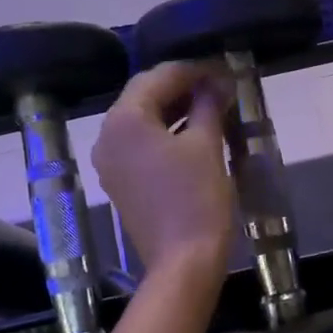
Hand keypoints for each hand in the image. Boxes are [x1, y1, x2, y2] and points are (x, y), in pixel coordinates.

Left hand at [91, 62, 235, 278]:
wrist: (183, 262)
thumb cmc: (198, 199)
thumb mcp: (207, 145)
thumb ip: (208, 105)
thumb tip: (217, 81)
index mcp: (125, 120)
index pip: (158, 77)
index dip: (194, 70)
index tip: (224, 69)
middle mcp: (107, 136)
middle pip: (144, 96)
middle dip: (182, 88)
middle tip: (219, 86)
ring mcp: (110, 162)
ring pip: (142, 121)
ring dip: (174, 111)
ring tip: (212, 107)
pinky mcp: (119, 183)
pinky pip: (140, 145)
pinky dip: (165, 134)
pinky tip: (194, 134)